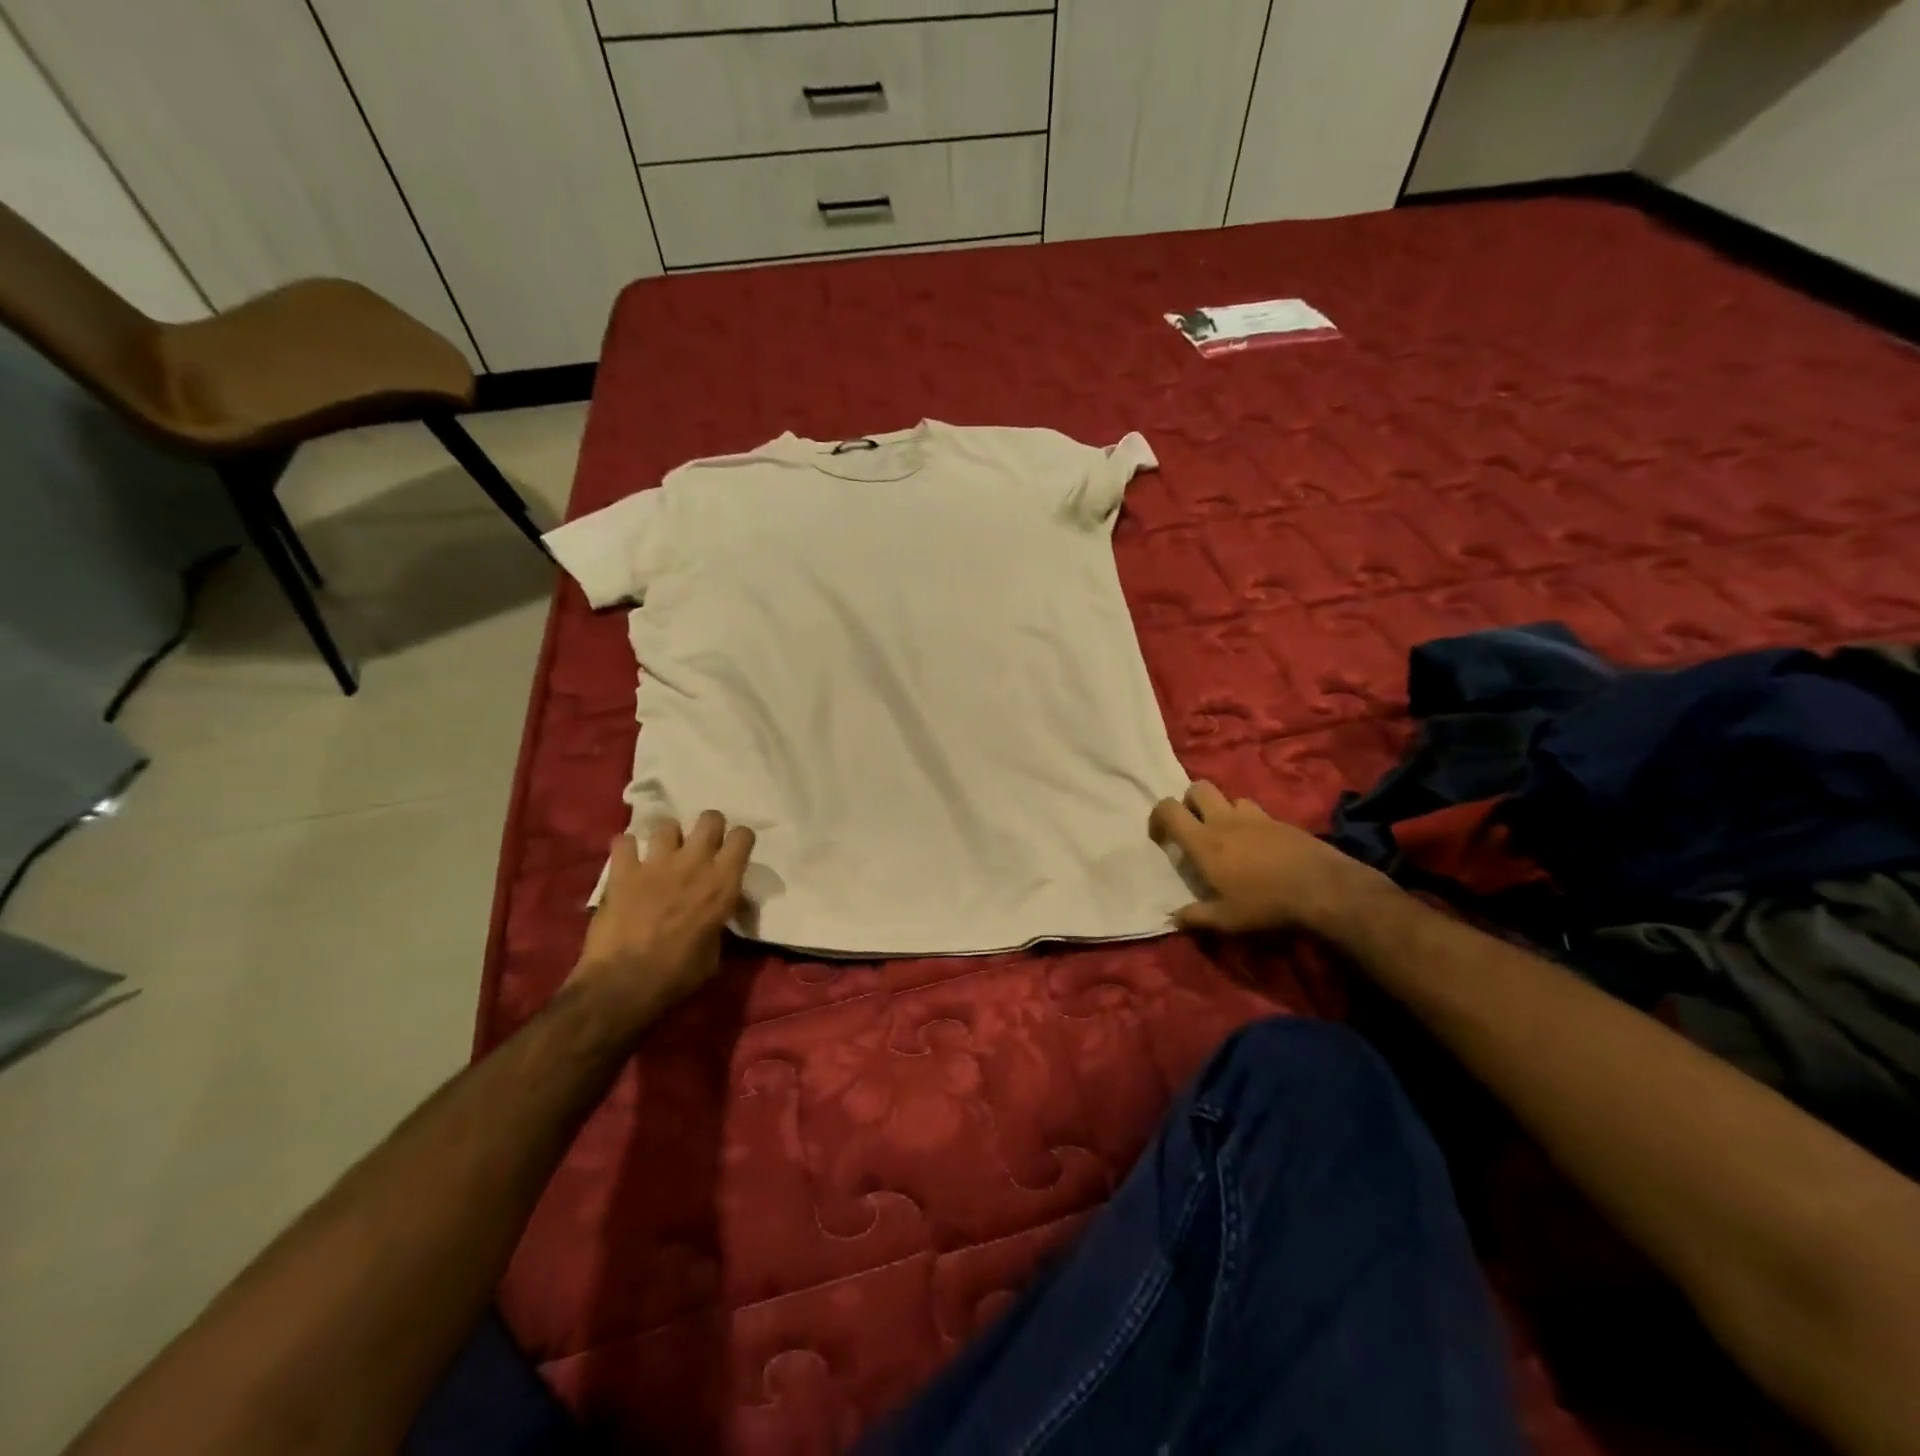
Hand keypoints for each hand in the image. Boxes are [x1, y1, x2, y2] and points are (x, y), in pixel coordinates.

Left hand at [567, 812, 754, 1031]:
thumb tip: (716, 916)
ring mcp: (656, 863)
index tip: (734, 852)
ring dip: (667, 838)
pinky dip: (625, 848)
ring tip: (662, 854)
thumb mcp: (715, 952)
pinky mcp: (622, 871)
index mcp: (723, 883)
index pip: (742, 837)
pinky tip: (627, 861)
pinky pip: (623, 842)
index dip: (740, 840)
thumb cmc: (678, 975)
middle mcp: (694, 863)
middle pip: (709, 818)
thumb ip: (718, 922)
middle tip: (701, 847)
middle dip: (708, 828)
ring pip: (666, 825)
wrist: (624, 985)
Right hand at [1149, 782, 1393, 939]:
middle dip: (1190, 802)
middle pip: (1198, 788)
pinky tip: (1260, 846)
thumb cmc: (1266, 904)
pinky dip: (1251, 822)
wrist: (1323, 888)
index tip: (1160, 837)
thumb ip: (1196, 917)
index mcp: (1204, 841)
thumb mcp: (1226, 920)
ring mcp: (1255, 817)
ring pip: (1230, 798)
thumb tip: (1172, 918)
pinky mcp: (1281, 821)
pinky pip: (1257, 812)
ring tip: (1229, 836)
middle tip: (1194, 827)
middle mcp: (1224, 821)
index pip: (1169, 809)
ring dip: (1223, 810)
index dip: (1157, 816)